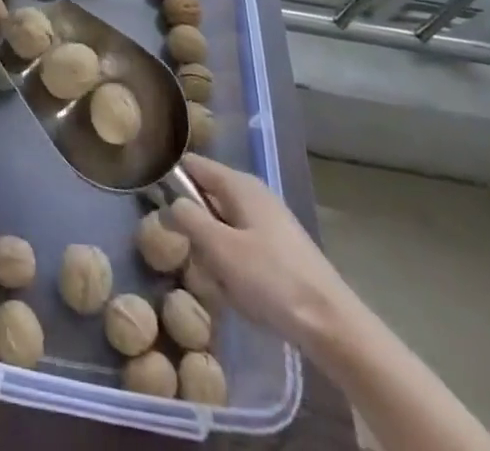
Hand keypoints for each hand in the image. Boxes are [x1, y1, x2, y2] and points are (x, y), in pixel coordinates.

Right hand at [168, 155, 356, 351]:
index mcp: (239, 184)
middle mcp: (254, 194)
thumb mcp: (220, 249)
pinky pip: (242, 248)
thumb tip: (171, 203)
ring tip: (223, 283)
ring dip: (216, 254)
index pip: (193, 165)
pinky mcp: (280, 249)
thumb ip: (189, 219)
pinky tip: (243, 294)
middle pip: (208, 198)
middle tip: (197, 257)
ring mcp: (269, 221)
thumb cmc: (272, 280)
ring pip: (224, 227)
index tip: (158, 209)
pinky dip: (236, 268)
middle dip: (197, 228)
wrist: (332, 325)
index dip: (172, 181)